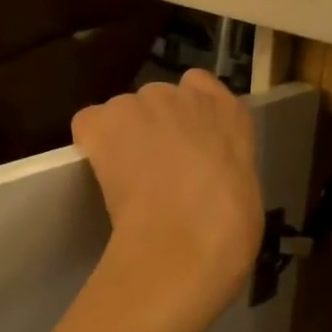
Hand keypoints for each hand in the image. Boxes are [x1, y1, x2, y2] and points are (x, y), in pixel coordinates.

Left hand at [72, 71, 262, 331]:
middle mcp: (185, 96)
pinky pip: (89, 124)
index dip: (188, 118)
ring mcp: (141, 103)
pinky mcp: (103, 121)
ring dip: (123, 137)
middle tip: (155, 171)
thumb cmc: (228, 231)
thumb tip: (203, 179)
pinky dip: (92, 145)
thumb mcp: (241, 190)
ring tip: (128, 180)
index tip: (185, 146)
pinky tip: (102, 175)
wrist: (187, 242)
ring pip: (123, 112)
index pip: (201, 88)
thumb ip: (220, 167)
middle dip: (154, 128)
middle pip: (159, 100)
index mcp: (230, 114)